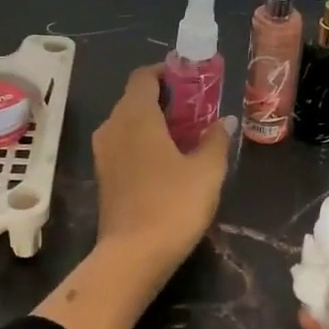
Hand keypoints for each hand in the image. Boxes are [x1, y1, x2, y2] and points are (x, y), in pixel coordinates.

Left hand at [92, 65, 232, 279]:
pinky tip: (168, 161)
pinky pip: (124, 144)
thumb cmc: (173, 205)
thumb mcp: (207, 171)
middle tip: (196, 109)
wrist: (132, 256)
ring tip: (186, 136)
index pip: (144, 76)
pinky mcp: (103, 176)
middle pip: (135, 98)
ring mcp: (103, 153)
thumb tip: (224, 120)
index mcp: (135, 115)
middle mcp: (113, 126)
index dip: (166, 72)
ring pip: (128, 123)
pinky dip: (143, 142)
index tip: (191, 79)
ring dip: (154, 122)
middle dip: (165, 98)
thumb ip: (216, 140)